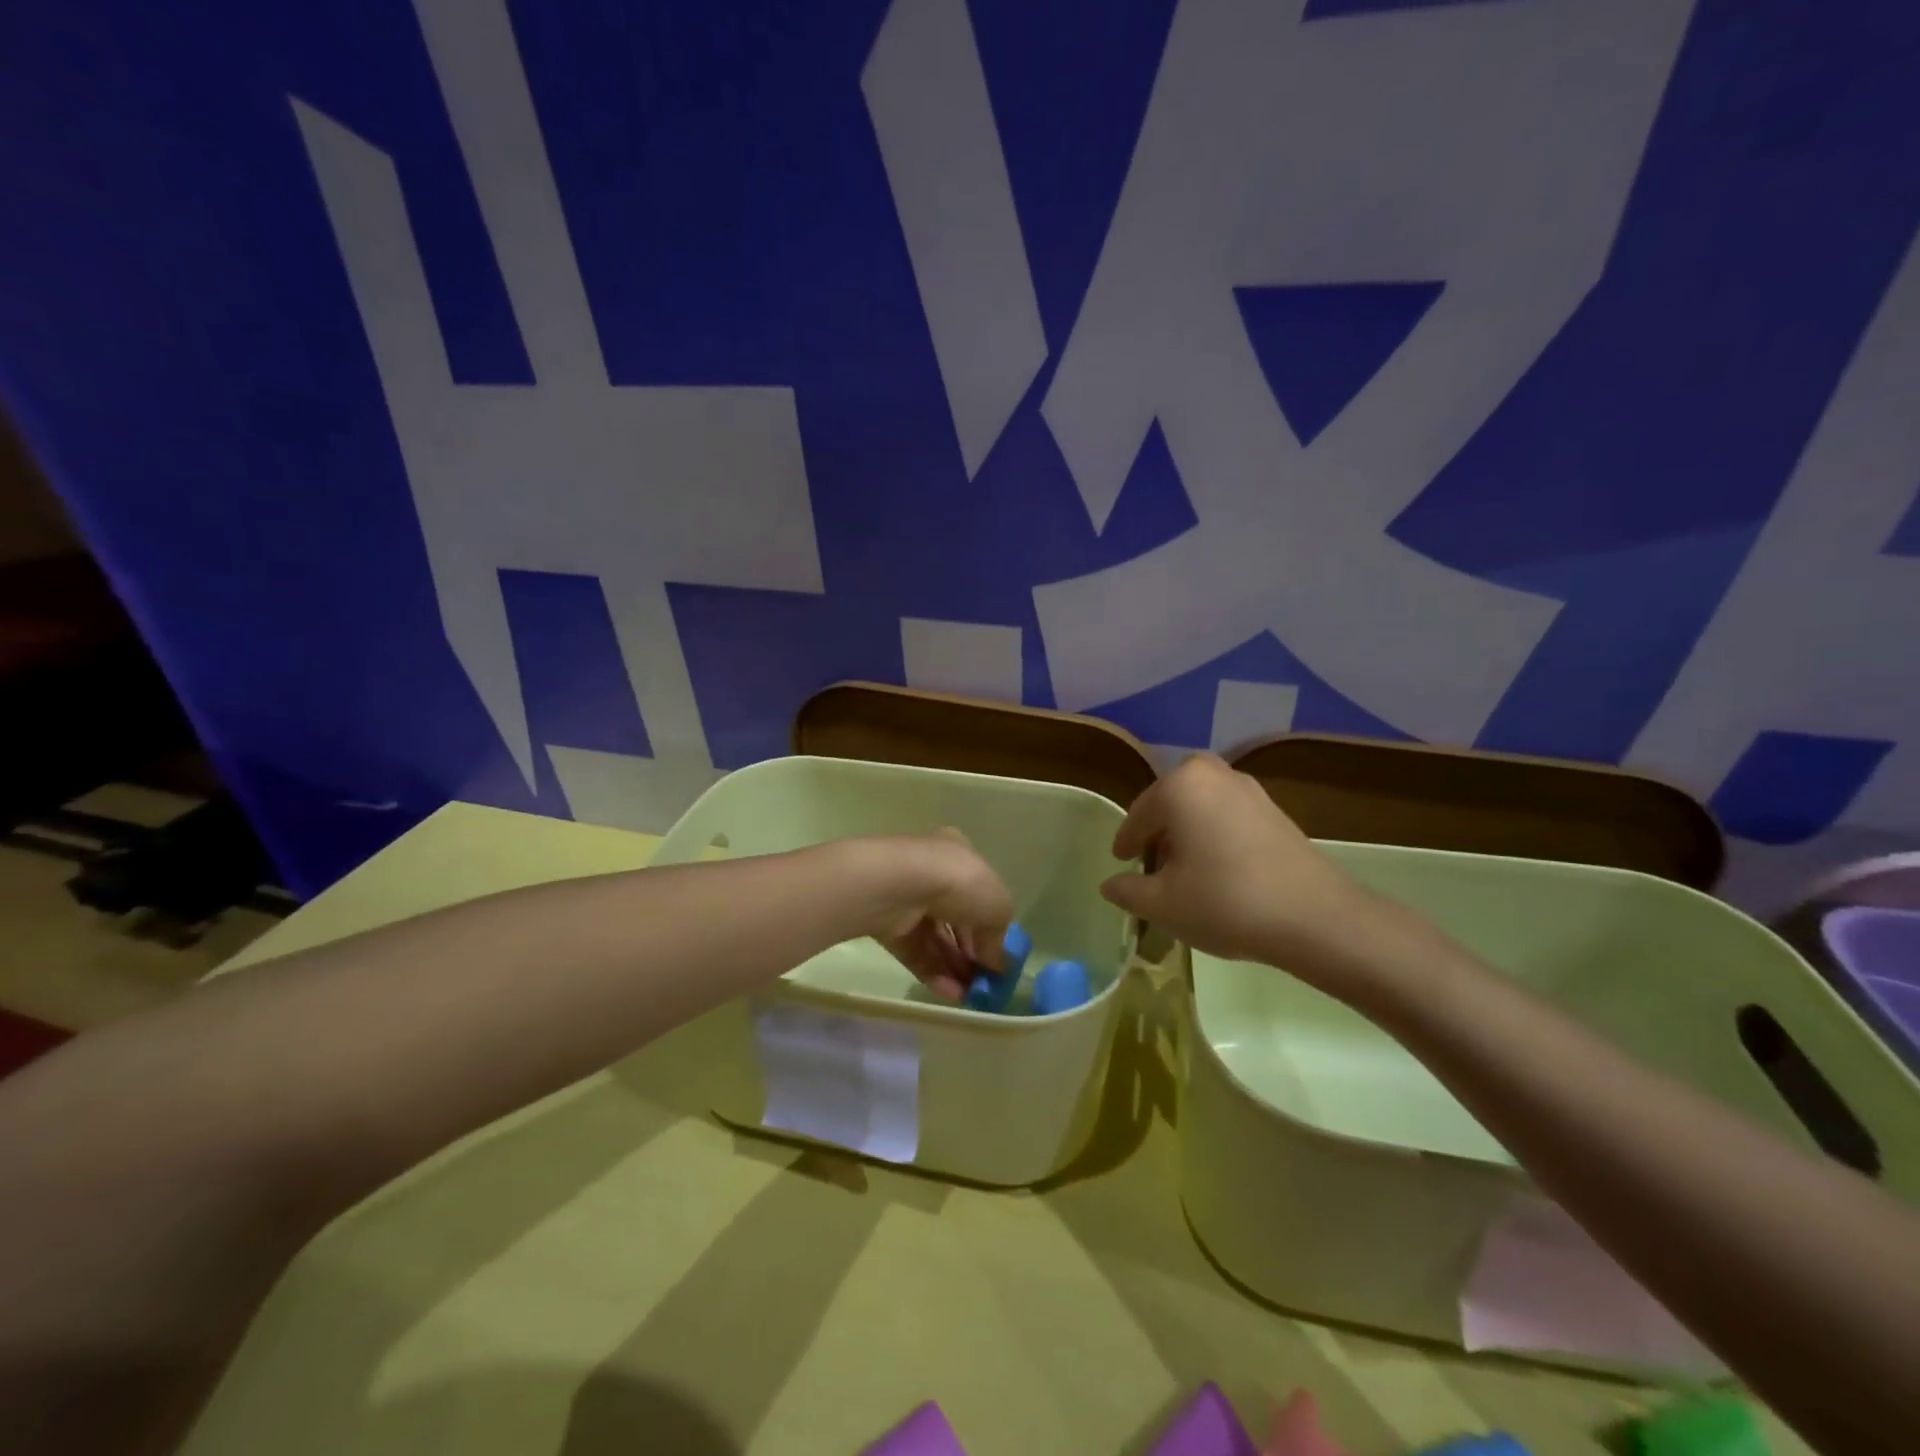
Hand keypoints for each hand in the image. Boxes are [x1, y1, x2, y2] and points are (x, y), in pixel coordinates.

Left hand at [849, 829, 1014, 1001]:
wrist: (898, 886)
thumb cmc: (958, 882)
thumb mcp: (997, 906)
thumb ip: (999, 937)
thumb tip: (996, 963)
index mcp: (958, 855)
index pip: (978, 891)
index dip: (990, 923)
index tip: (999, 953)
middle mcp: (931, 872)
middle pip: (956, 918)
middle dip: (971, 951)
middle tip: (985, 982)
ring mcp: (907, 899)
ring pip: (935, 938)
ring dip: (954, 967)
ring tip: (971, 995)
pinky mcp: (887, 925)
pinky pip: (915, 951)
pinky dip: (933, 973)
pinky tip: (951, 994)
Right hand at [1100, 754, 1379, 980]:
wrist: (1314, 917)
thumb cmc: (1224, 902)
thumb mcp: (1162, 904)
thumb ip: (1128, 890)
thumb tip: (1110, 884)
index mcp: (1179, 786)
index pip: (1138, 815)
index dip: (1126, 843)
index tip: (1122, 863)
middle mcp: (1213, 775)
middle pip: (1171, 802)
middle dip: (1158, 830)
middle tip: (1152, 863)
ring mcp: (1249, 790)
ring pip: (1201, 806)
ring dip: (1188, 831)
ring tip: (1185, 870)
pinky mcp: (1276, 811)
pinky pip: (1228, 815)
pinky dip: (1215, 834)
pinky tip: (1219, 870)